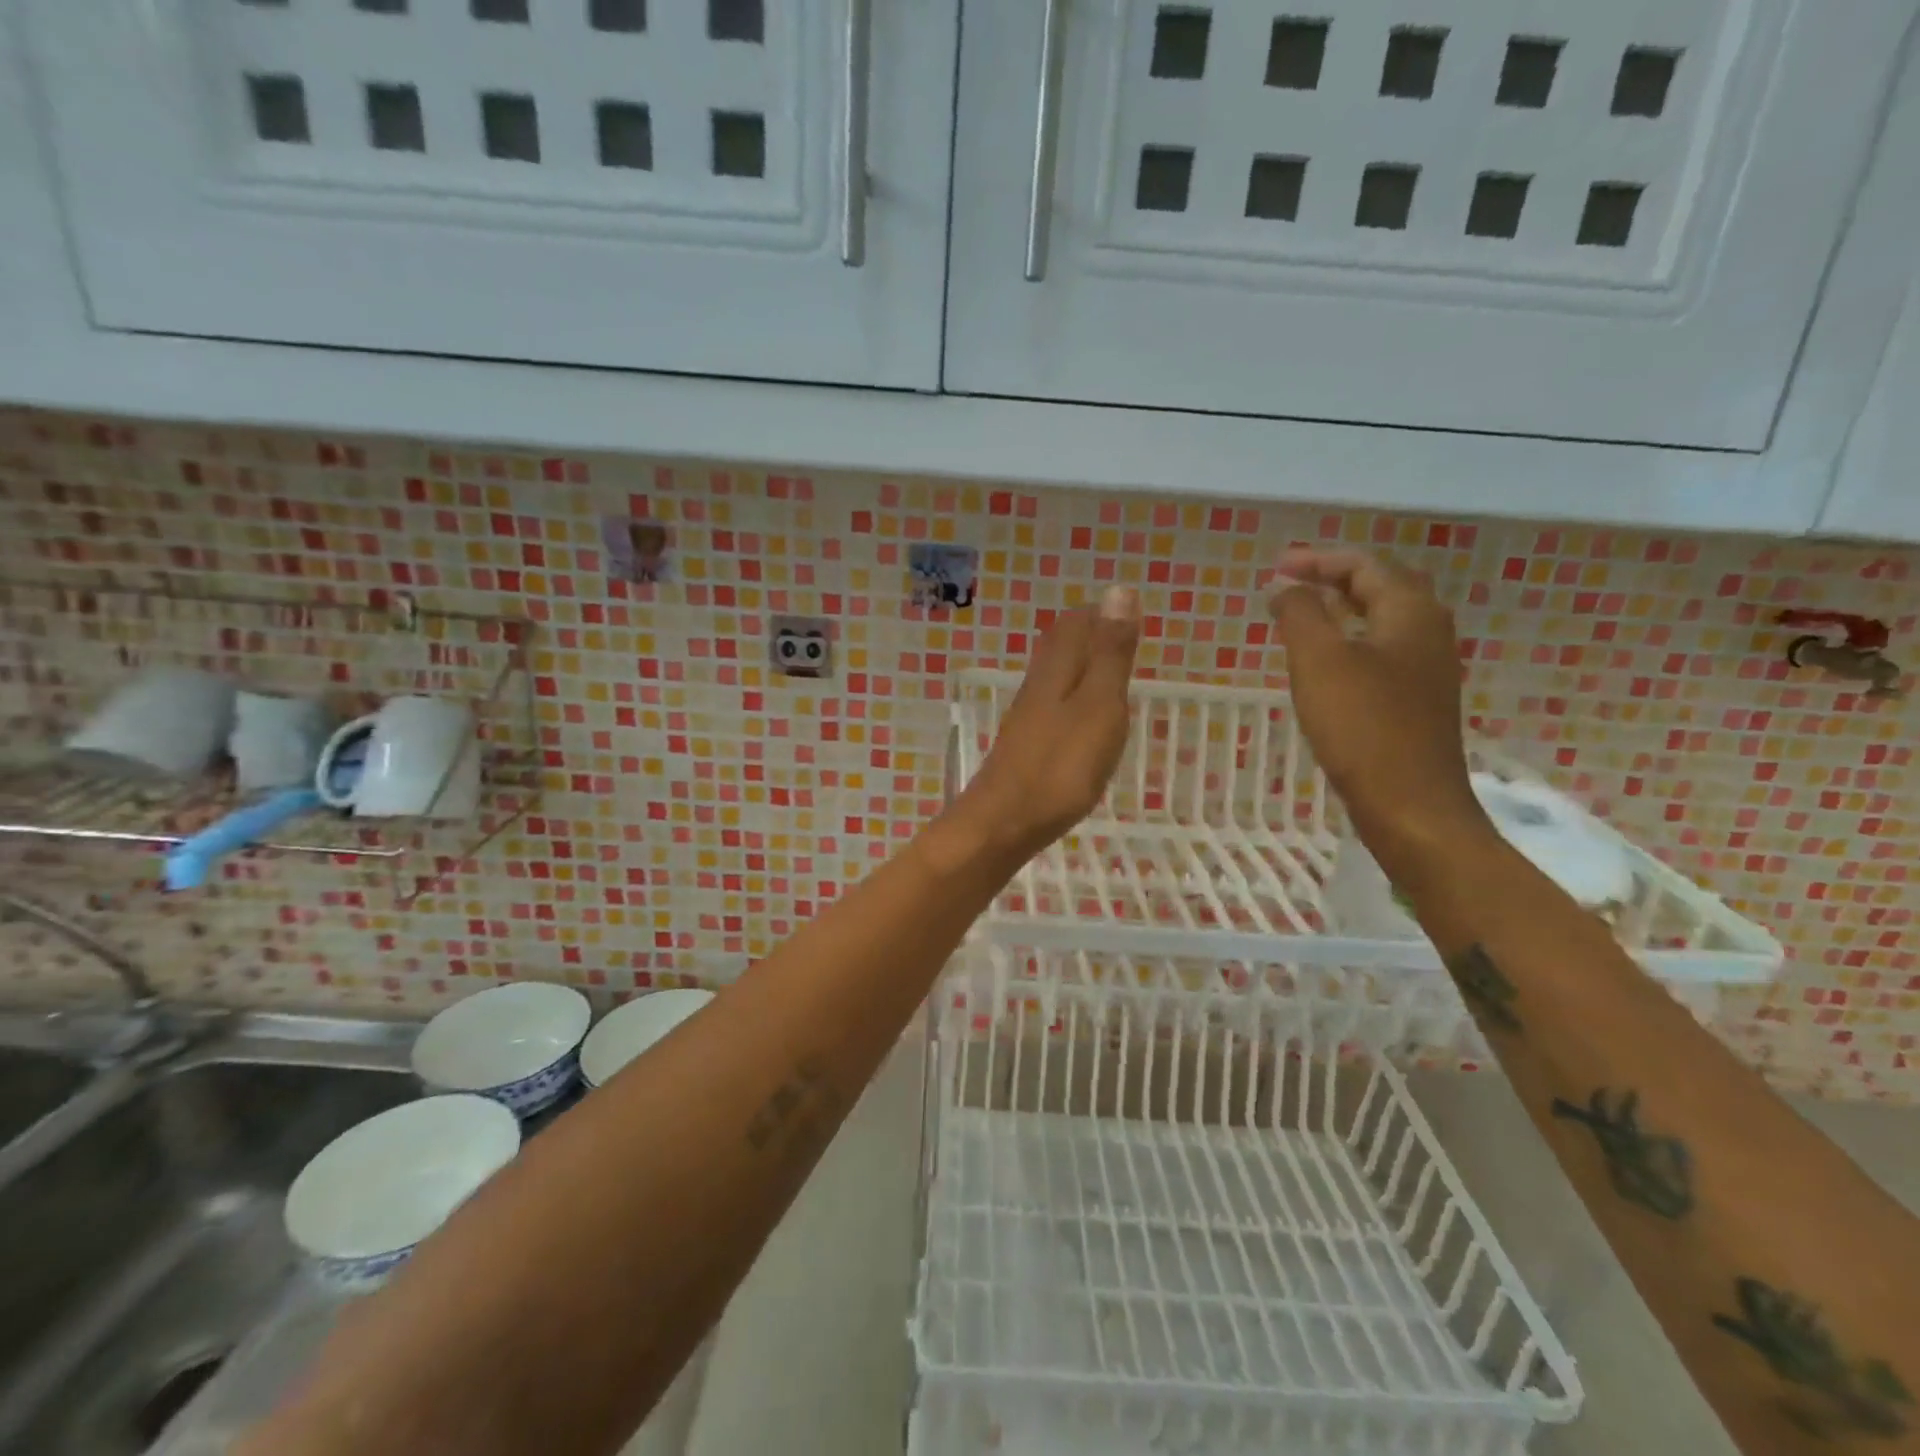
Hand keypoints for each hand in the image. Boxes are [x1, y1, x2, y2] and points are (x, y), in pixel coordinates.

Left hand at [949, 587, 1140, 863]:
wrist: (1004, 823)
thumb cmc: (1060, 767)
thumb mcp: (1098, 706)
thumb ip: (1109, 653)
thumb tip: (1118, 590)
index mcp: (1056, 670)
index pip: (1076, 623)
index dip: (1101, 614)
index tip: (1130, 615)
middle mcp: (1036, 687)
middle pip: (1061, 647)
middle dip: (1091, 637)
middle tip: (1124, 640)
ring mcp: (1027, 719)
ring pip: (1055, 678)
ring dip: (1082, 669)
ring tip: (1111, 676)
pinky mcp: (1025, 747)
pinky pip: (1053, 709)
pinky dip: (1074, 701)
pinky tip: (1083, 722)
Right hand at [1268, 549, 1495, 882]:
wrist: (1411, 805)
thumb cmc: (1363, 727)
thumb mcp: (1320, 662)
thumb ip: (1300, 614)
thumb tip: (1285, 587)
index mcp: (1411, 611)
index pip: (1365, 564)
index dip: (1318, 560)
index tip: (1276, 567)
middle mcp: (1428, 631)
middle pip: (1381, 586)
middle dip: (1334, 578)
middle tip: (1290, 583)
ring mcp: (1427, 669)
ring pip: (1383, 620)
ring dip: (1343, 610)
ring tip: (1302, 616)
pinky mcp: (1418, 701)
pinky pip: (1383, 652)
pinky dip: (1351, 641)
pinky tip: (1326, 664)